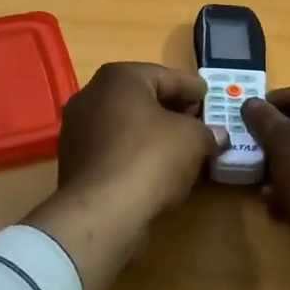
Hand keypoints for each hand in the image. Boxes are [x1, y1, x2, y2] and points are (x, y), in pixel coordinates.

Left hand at [26, 63, 222, 289]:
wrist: (101, 213)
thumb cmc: (150, 158)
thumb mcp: (193, 139)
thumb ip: (207, 131)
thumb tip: (216, 135)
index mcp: (119, 77)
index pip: (165, 76)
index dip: (192, 87)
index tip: (209, 96)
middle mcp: (92, 95)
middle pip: (142, 98)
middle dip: (172, 110)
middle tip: (199, 122)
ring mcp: (77, 129)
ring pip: (126, 124)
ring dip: (152, 133)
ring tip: (181, 149)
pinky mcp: (73, 161)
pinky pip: (113, 148)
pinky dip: (135, 153)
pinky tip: (156, 170)